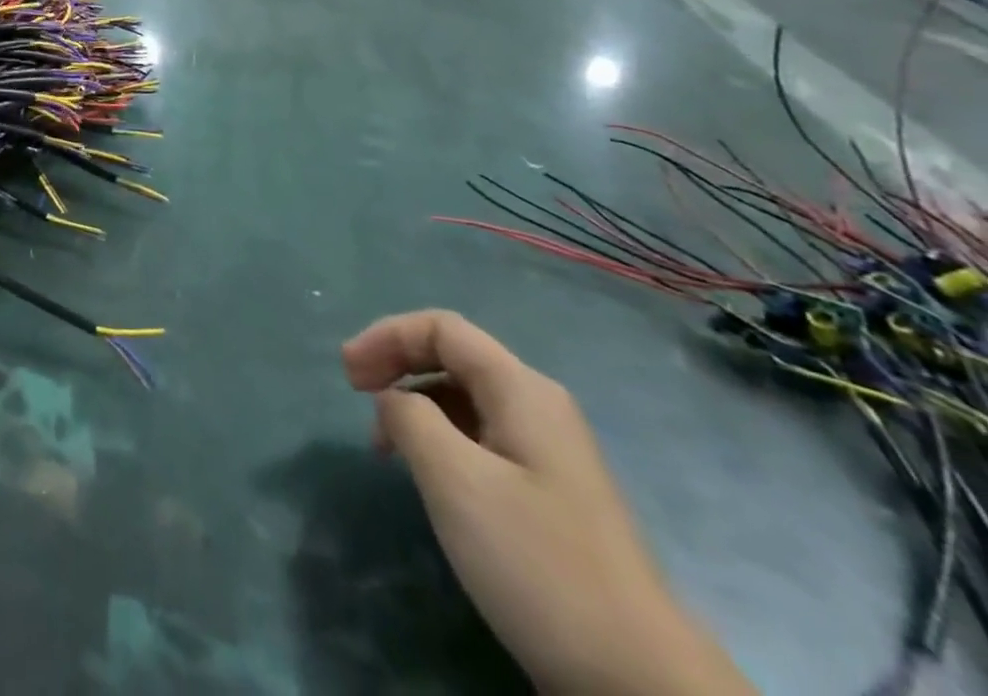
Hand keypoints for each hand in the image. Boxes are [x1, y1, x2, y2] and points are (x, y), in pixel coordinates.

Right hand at [341, 311, 751, 695]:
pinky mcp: (549, 493)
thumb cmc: (537, 562)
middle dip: (397, 364)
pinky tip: (426, 475)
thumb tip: (394, 399)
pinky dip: (440, 438)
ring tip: (383, 445)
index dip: (387, 336)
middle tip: (354, 395)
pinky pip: (481, 437)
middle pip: (453, 356)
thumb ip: (409, 418)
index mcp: (521, 389)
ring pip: (464, 399)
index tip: (346, 374)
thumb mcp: (455, 480)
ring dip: (414, 404)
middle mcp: (538, 406)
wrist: (641, 681)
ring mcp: (549, 452)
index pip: (441, 328)